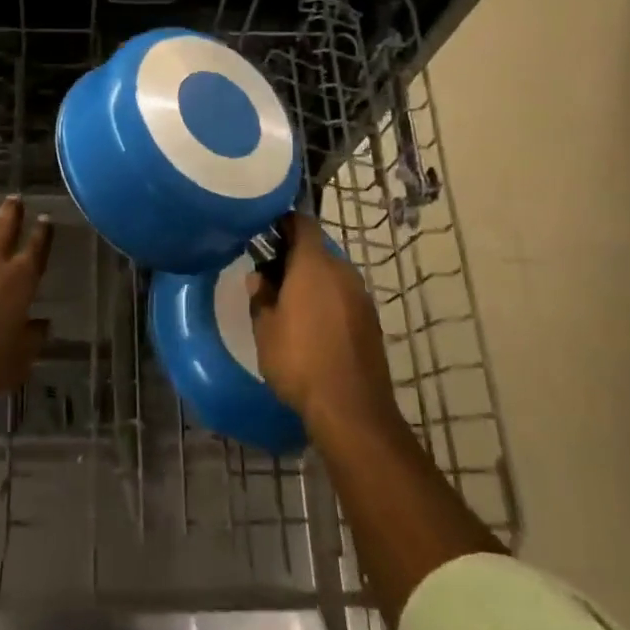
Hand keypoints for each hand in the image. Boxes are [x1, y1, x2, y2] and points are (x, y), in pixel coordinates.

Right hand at [250, 214, 398, 434]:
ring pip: (332, 274)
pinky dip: (327, 299)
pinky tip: (312, 323)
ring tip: (288, 301)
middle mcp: (342, 271)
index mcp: (314, 265)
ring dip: (312, 279)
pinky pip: (344, 295)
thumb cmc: (299, 360)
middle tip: (269, 274)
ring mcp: (361, 295)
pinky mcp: (371, 319)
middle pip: (318, 249)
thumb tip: (259, 276)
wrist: (351, 407)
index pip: (302, 224)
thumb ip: (260, 296)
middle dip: (294, 256)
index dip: (283, 222)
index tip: (265, 232)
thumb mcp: (265, 329)